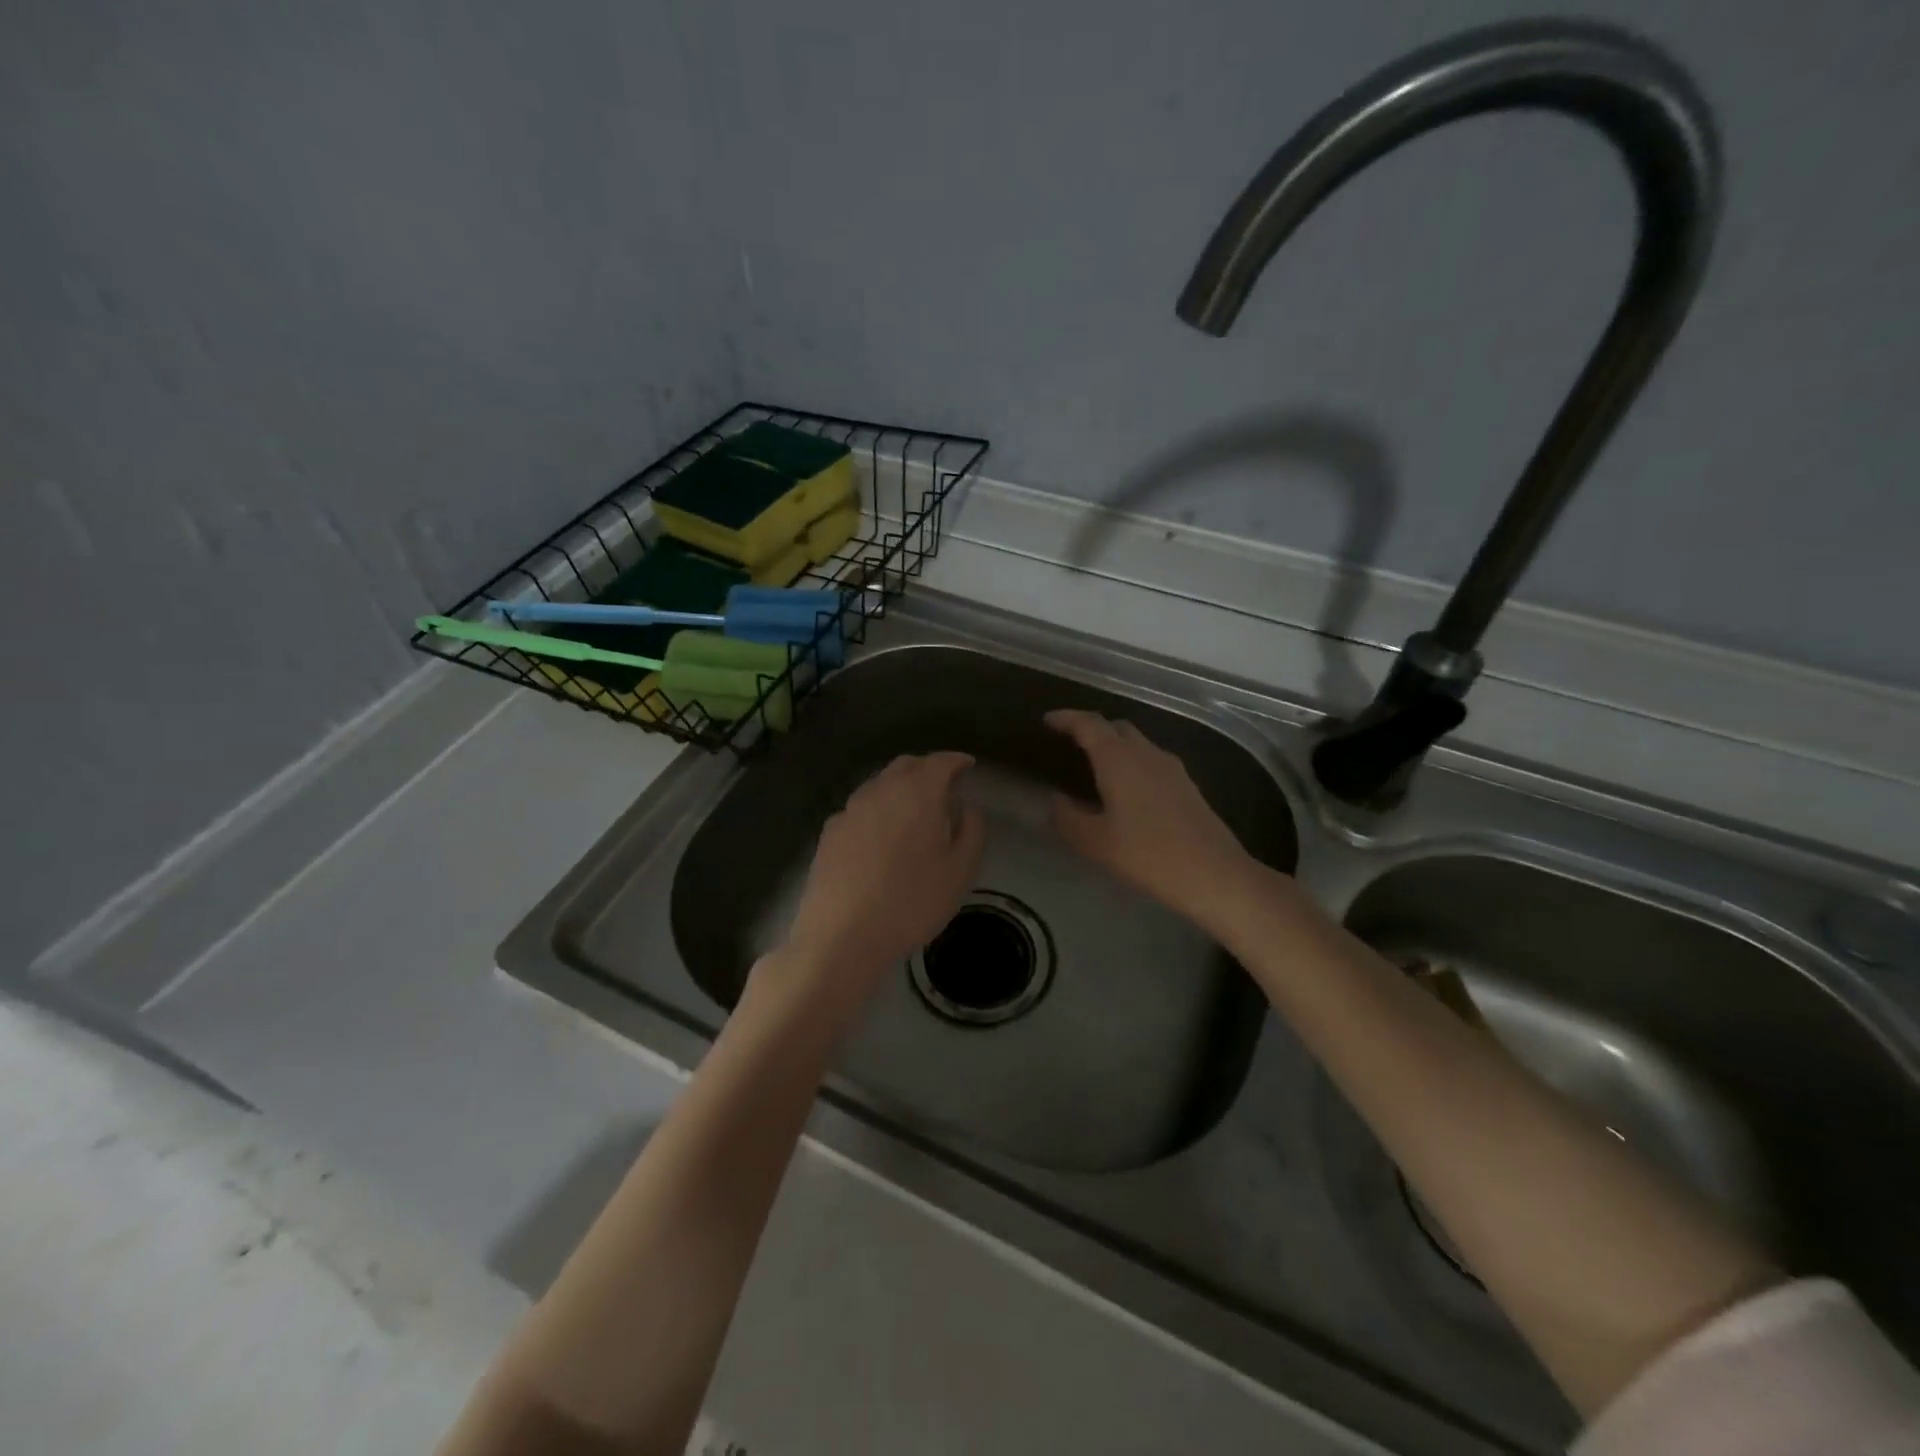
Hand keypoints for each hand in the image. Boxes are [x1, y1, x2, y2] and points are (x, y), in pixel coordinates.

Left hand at [772, 752, 985, 1015]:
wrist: (841, 935)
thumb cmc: (912, 901)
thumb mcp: (960, 870)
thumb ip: (972, 830)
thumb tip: (968, 805)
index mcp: (917, 792)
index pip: (940, 761)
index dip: (957, 760)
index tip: (968, 765)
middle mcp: (880, 790)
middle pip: (906, 765)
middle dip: (927, 768)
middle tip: (944, 785)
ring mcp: (850, 809)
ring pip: (879, 784)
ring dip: (900, 787)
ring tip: (914, 810)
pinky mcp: (829, 832)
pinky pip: (860, 808)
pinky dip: (877, 809)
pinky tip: (881, 834)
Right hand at [1045, 709, 1258, 925]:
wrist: (1214, 874)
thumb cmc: (1148, 854)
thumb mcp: (1095, 842)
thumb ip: (1068, 818)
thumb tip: (1056, 801)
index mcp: (1119, 759)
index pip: (1089, 725)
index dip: (1066, 719)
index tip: (1048, 720)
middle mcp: (1146, 754)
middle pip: (1116, 728)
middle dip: (1092, 730)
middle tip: (1071, 745)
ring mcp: (1172, 769)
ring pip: (1137, 745)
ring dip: (1115, 748)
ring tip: (1095, 770)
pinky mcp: (1187, 787)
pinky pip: (1151, 763)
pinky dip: (1132, 766)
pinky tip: (1126, 793)